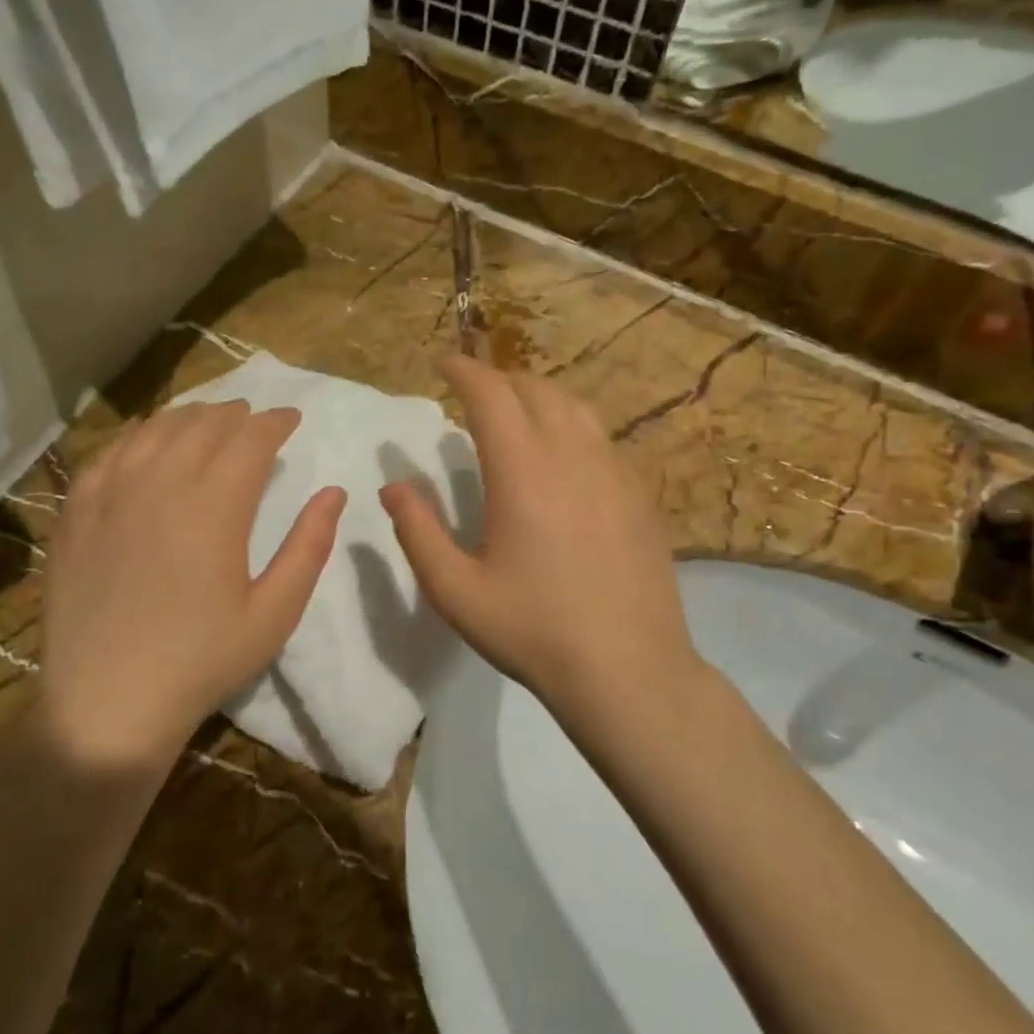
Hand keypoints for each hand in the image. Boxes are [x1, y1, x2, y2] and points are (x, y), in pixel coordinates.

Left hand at [36, 402, 345, 768]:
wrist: (107, 702)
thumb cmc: (201, 661)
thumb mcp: (274, 613)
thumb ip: (309, 547)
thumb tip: (334, 493)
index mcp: (215, 504)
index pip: (251, 438)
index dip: (275, 422)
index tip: (291, 420)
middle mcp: (161, 482)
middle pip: (204, 424)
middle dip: (236, 414)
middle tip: (254, 419)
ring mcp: (110, 492)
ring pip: (156, 429)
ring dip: (189, 417)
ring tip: (208, 422)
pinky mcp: (76, 510)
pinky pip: (110, 451)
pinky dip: (138, 435)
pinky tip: (147, 442)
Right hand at [380, 357, 703, 723]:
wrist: (628, 669)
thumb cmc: (532, 630)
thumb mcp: (455, 589)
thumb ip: (417, 531)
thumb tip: (394, 486)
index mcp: (523, 470)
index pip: (491, 394)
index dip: (464, 371)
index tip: (444, 364)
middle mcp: (572, 455)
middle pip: (535, 390)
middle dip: (500, 381)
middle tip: (474, 394)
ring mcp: (614, 472)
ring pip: (575, 408)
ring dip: (539, 397)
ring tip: (516, 414)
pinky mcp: (639, 494)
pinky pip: (600, 438)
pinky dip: (571, 426)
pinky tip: (563, 457)